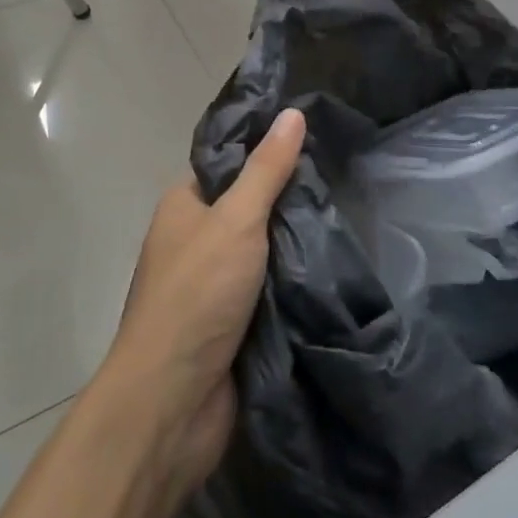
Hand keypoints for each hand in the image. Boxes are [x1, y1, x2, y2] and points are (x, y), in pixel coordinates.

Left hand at [98, 108, 305, 491]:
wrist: (171, 404)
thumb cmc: (196, 295)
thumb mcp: (236, 220)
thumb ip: (266, 169)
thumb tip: (292, 113)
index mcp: (183, 206)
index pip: (228, 162)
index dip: (265, 149)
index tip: (312, 137)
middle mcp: (194, 240)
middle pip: (250, 206)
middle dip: (288, 200)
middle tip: (338, 180)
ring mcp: (212, 285)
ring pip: (263, 251)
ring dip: (295, 246)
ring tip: (345, 218)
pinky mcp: (232, 325)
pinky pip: (269, 292)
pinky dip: (294, 285)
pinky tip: (333, 268)